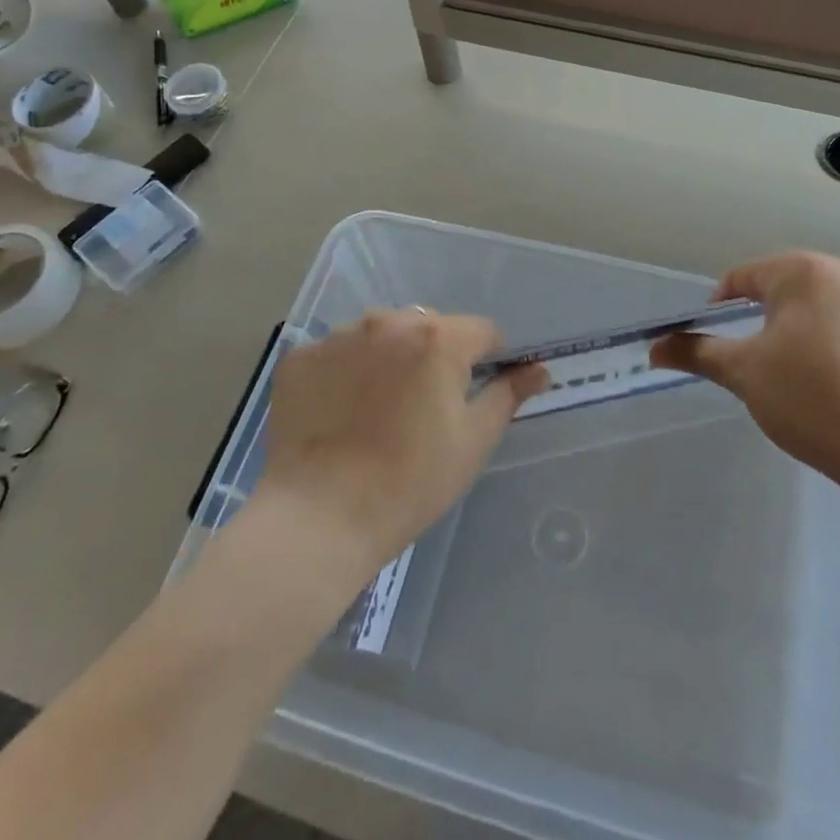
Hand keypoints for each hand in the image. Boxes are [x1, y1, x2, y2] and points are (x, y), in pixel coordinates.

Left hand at [258, 309, 547, 571]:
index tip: (474, 395)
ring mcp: (339, 336)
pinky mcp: (301, 357)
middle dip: (435, 356)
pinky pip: (338, 353)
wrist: (318, 518)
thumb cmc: (410, 482)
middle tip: (425, 408)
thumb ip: (507, 396)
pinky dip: (347, 372)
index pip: (482, 331)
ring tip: (378, 410)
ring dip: (390, 358)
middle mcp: (388, 322)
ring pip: (381, 335)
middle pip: (429, 327)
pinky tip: (341, 413)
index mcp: (437, 338)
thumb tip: (538, 371)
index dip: (488, 360)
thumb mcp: (472, 441)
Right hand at [651, 253, 839, 509]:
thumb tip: (653, 346)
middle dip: (769, 316)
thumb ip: (696, 351)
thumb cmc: (812, 402)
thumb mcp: (745, 374)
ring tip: (807, 372)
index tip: (718, 339)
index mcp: (805, 272)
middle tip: (761, 358)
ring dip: (810, 327)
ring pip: (830, 305)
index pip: (744, 276)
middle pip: (790, 286)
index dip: (721, 304)